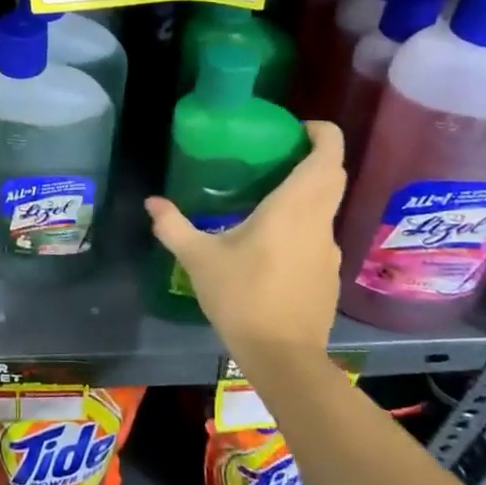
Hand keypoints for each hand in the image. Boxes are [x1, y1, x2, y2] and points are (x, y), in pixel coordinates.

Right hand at [145, 121, 345, 364]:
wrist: (283, 357)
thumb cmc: (242, 298)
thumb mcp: (199, 259)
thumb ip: (174, 226)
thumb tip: (152, 202)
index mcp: (294, 208)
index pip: (327, 156)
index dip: (323, 133)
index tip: (300, 126)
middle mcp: (319, 222)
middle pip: (333, 176)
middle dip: (316, 156)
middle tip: (281, 151)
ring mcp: (328, 249)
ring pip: (327, 206)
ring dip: (309, 191)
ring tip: (271, 195)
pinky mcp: (329, 274)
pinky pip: (320, 234)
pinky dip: (304, 223)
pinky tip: (274, 243)